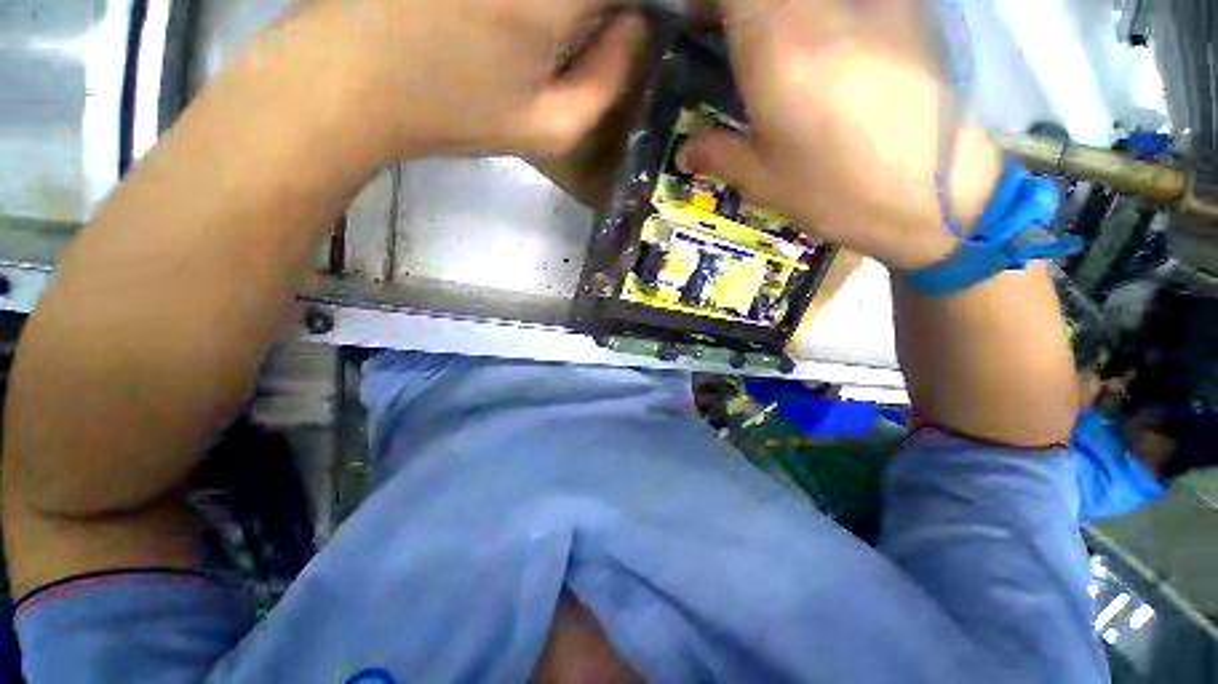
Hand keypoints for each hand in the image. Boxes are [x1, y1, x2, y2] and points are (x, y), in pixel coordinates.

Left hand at [287, 0, 643, 160]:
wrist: (353, 77)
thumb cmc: (455, 112)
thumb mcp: (547, 130)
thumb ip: (607, 84)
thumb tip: (634, 27)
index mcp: (549, 1)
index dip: (633, 8)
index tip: (624, 28)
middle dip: (599, 7)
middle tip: (589, 31)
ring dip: (566, 8)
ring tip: (545, 33)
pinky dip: (534, 5)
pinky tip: (511, 20)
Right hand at [678, 0, 1002, 269]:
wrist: (939, 198)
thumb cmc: (837, 193)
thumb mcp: (764, 181)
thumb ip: (718, 154)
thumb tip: (685, 153)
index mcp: (778, 46)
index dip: (709, 1)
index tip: (698, 26)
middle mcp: (825, 7)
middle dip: (741, 10)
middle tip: (730, 40)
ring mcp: (872, 3)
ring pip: (809, 2)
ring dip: (782, 20)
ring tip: (774, 55)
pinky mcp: (906, 13)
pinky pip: (849, 7)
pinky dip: (824, 22)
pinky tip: (822, 56)